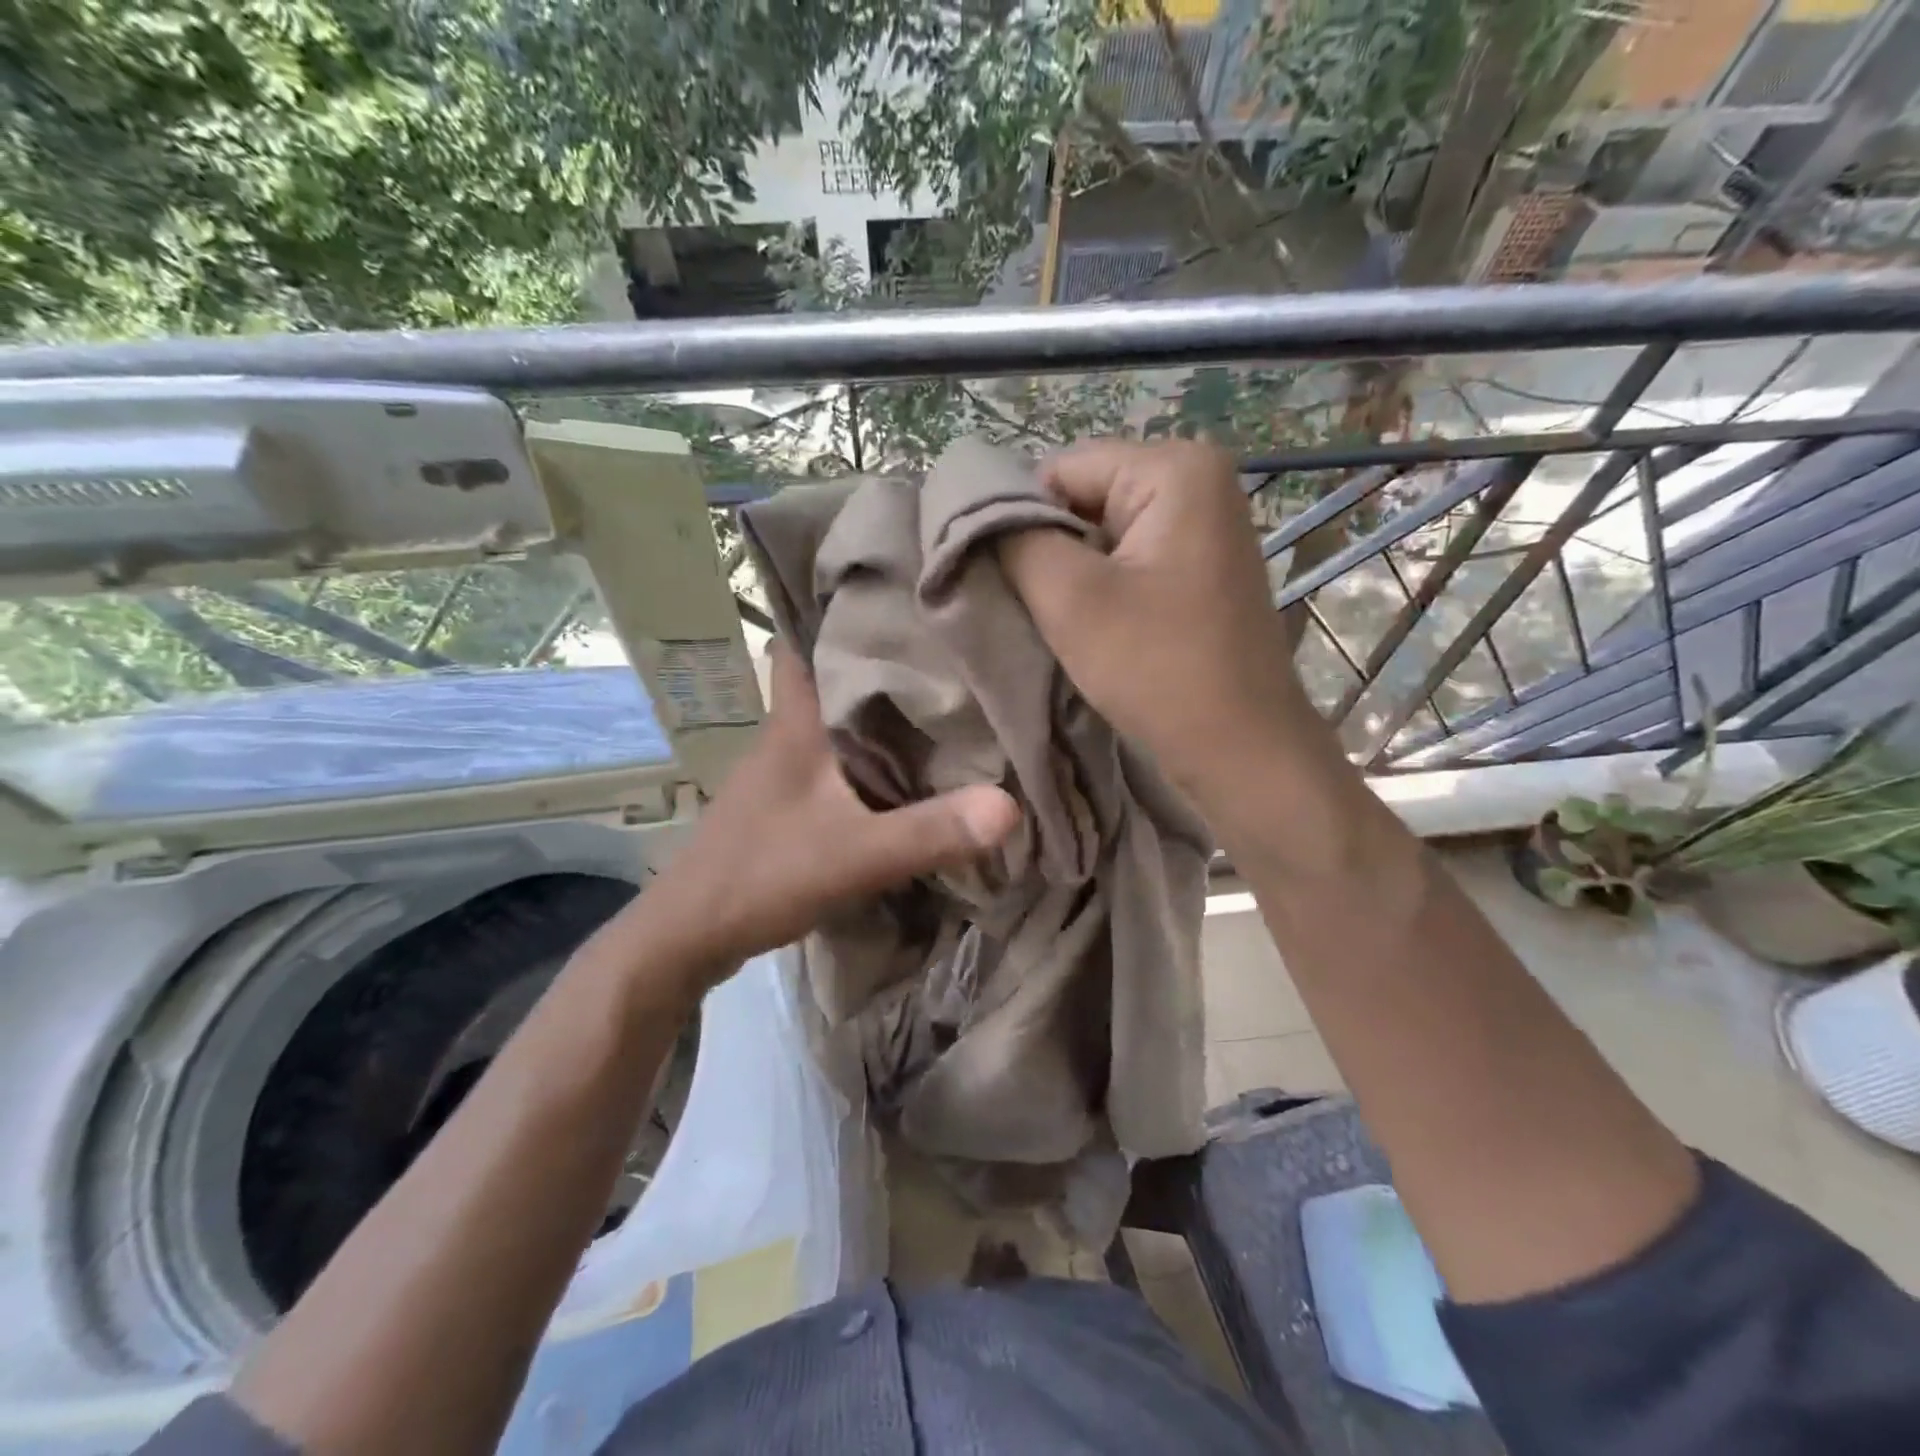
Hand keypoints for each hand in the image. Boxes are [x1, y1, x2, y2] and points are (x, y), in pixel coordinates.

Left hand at [634, 643, 1019, 985]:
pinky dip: (862, 756)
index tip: (895, 599)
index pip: (807, 643)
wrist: (687, 937)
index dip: (842, 615)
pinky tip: (897, 769)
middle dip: (876, 662)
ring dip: (871, 713)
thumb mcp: (855, 855)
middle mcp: (784, 737)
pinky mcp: (781, 804)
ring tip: (932, 700)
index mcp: (795, 725)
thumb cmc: (762, 876)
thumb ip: (929, 831)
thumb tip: (1009, 805)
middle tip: (939, 649)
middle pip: (830, 678)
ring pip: (831, 722)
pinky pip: (830, 762)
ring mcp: (778, 772)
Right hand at [998, 439, 1328, 806]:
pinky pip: (1128, 562)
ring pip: (1101, 536)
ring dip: (1070, 577)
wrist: (1242, 751)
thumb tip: (977, 514)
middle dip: (1047, 550)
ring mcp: (1204, 528)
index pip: (1061, 469)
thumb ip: (1015, 540)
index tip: (1003, 580)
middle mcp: (1198, 481)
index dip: (1020, 520)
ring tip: (1058, 623)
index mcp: (1175, 468)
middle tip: (1029, 606)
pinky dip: (1099, 592)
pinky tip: (1091, 630)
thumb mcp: (1071, 599)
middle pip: (1083, 499)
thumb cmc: (1159, 669)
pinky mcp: (1199, 570)